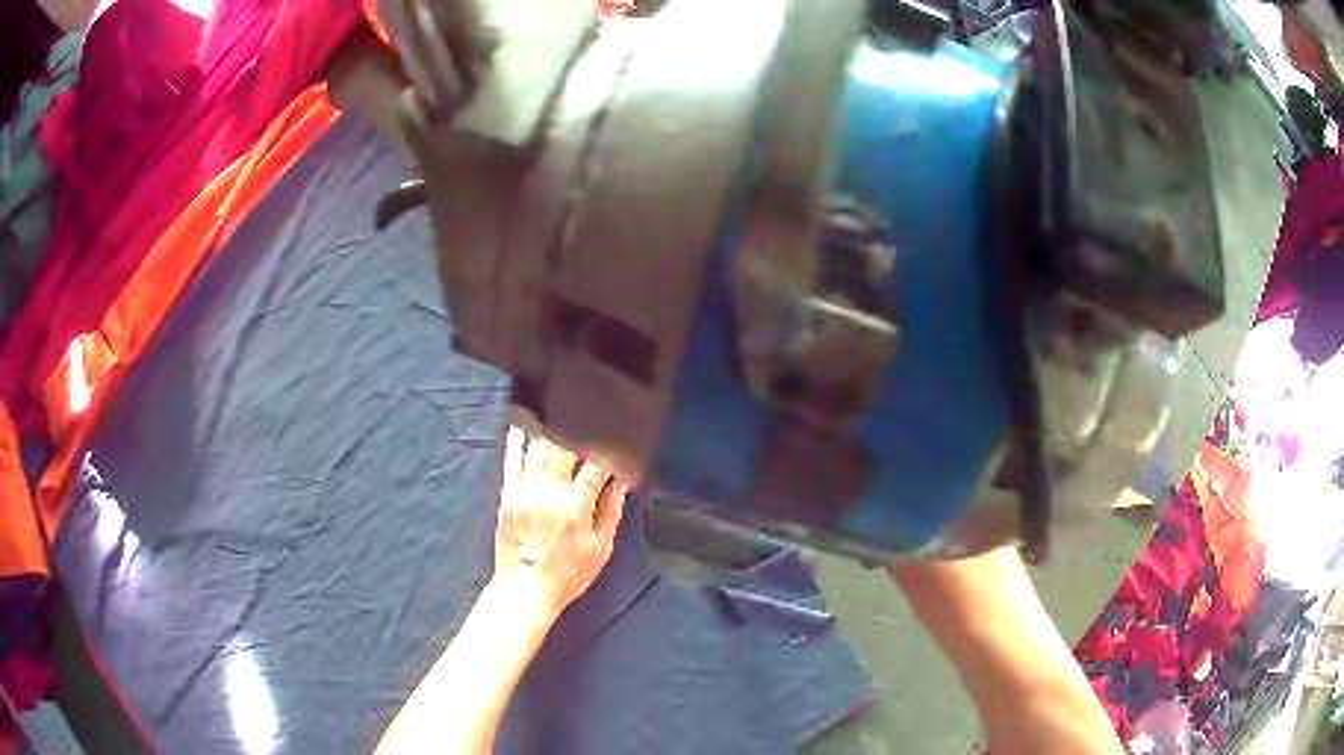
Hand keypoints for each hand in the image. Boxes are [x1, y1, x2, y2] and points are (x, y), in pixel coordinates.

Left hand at [494, 426, 628, 624]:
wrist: (524, 590)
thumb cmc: (568, 574)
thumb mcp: (601, 549)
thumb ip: (610, 511)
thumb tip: (621, 481)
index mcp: (576, 506)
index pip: (596, 464)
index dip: (609, 446)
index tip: (618, 431)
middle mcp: (549, 491)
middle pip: (565, 447)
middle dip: (578, 427)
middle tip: (587, 409)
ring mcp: (525, 490)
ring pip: (538, 448)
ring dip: (549, 425)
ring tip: (557, 403)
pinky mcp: (508, 494)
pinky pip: (511, 460)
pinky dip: (516, 439)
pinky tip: (522, 422)